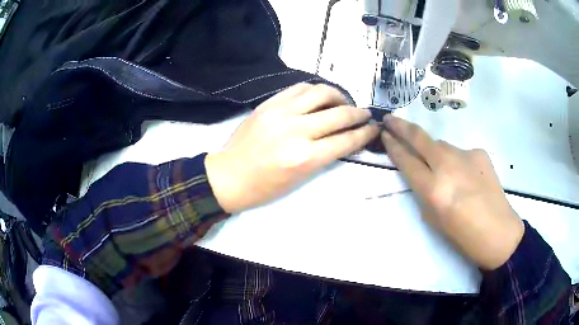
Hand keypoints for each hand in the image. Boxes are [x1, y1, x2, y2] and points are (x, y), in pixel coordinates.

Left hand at [205, 83, 379, 213]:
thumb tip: (343, 137)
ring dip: (338, 95)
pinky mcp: (268, 104)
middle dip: (359, 113)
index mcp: (305, 158)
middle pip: (339, 114)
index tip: (374, 128)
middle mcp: (297, 131)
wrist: (228, 176)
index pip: (346, 140)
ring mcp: (281, 113)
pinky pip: (298, 88)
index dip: (365, 133)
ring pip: (320, 92)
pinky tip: (319, 96)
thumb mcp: (300, 179)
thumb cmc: (264, 187)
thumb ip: (324, 155)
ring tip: (342, 103)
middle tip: (365, 114)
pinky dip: (314, 90)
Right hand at [381, 115, 523, 269]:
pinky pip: (460, 153)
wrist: (497, 231)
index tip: (384, 135)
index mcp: (433, 189)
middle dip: (401, 126)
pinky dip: (457, 162)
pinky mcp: (479, 152)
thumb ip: (423, 192)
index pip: (406, 160)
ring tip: (441, 169)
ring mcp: (465, 155)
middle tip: (390, 119)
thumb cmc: (462, 235)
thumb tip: (422, 173)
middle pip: (420, 138)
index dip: (393, 146)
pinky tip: (466, 177)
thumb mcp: (433, 218)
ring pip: (441, 145)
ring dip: (433, 151)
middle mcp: (447, 166)